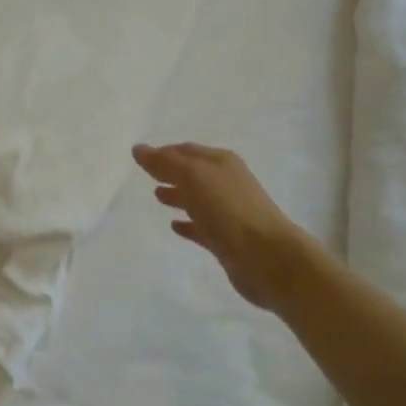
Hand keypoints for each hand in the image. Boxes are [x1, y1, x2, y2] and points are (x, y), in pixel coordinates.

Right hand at [132, 142, 314, 310]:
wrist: (267, 257)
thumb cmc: (228, 209)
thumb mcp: (193, 177)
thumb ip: (165, 163)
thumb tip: (138, 148)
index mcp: (221, 163)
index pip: (187, 151)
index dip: (164, 152)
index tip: (142, 157)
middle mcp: (227, 183)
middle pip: (193, 174)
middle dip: (171, 172)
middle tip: (147, 176)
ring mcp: (228, 212)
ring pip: (198, 199)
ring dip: (178, 196)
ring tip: (156, 197)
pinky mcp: (227, 239)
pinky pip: (202, 227)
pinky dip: (188, 224)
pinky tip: (174, 226)